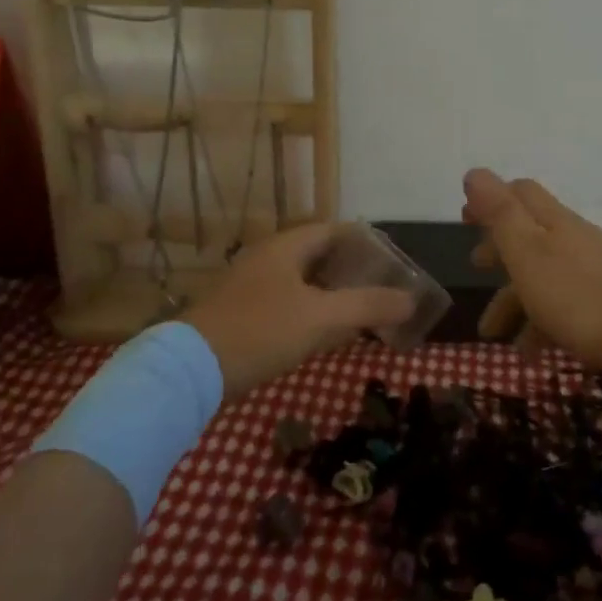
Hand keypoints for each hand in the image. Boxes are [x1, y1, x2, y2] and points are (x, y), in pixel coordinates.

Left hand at [183, 223, 415, 401]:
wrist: (191, 370)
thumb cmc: (260, 331)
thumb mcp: (321, 317)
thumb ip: (368, 306)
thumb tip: (410, 299)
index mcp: (285, 247)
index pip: (334, 230)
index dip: (365, 241)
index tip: (392, 259)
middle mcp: (267, 258)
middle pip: (319, 254)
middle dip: (352, 269)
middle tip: (382, 288)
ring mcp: (251, 286)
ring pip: (302, 281)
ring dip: (332, 292)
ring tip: (361, 311)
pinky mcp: (242, 313)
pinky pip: (287, 302)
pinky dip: (312, 310)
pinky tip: (324, 333)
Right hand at [462, 168, 601, 370]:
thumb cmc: (575, 295)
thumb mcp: (527, 251)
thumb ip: (500, 213)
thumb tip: (474, 172)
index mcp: (553, 221)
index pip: (521, 193)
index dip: (491, 199)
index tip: (465, 218)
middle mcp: (573, 240)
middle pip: (529, 234)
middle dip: (498, 249)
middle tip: (475, 267)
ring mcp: (591, 272)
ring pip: (541, 276)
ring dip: (512, 300)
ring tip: (492, 334)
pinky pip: (561, 308)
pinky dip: (539, 325)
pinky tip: (528, 353)